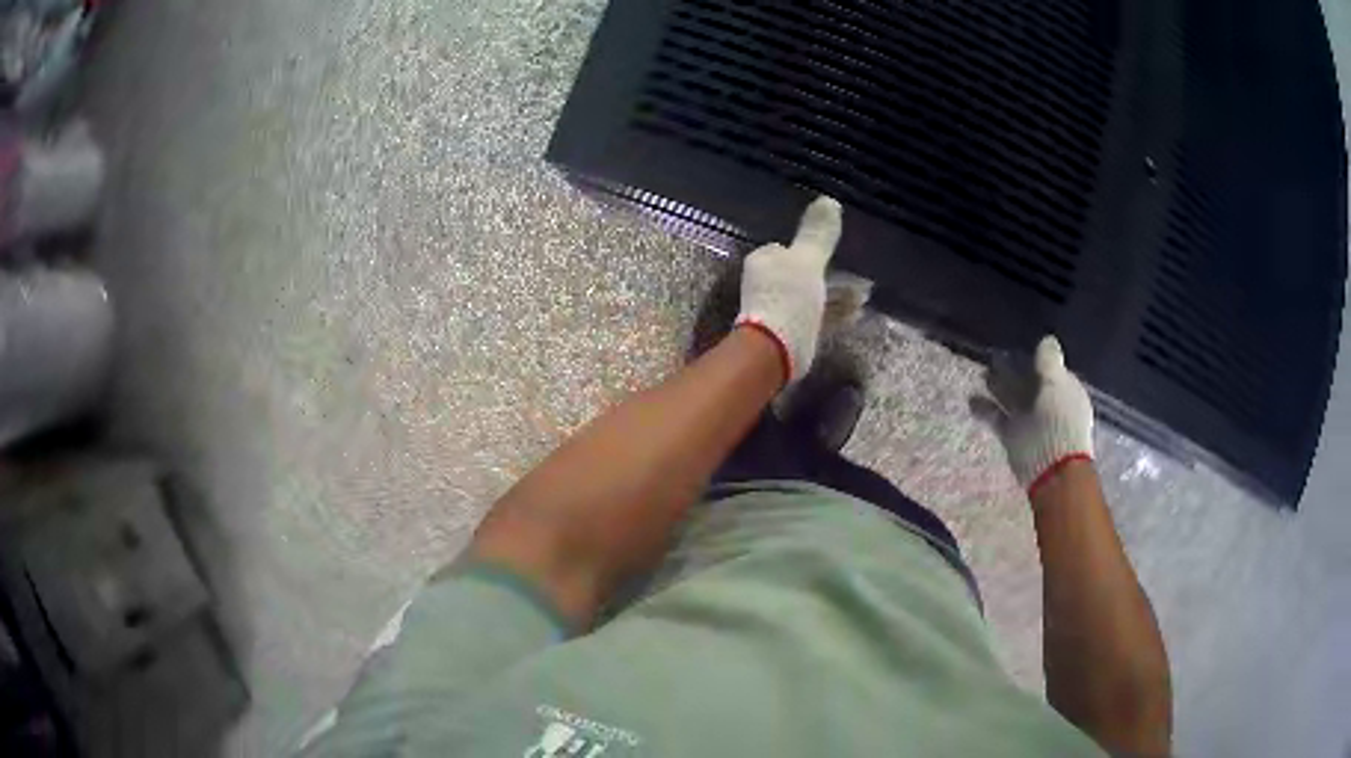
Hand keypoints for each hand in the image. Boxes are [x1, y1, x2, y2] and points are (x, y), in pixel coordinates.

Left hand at [735, 196, 842, 383]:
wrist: (776, 350)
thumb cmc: (789, 297)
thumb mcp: (808, 260)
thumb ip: (819, 233)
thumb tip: (829, 200)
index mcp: (764, 261)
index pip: (785, 248)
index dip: (808, 250)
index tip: (831, 252)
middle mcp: (768, 283)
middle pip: (802, 273)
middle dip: (831, 274)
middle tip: (860, 276)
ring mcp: (779, 309)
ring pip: (813, 295)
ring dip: (838, 294)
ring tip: (866, 295)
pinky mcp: (792, 331)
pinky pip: (817, 316)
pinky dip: (835, 313)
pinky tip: (858, 313)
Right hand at [974, 335, 1093, 495]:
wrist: (1052, 467)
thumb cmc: (1059, 420)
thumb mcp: (1057, 384)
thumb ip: (1049, 361)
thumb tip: (1047, 339)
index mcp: (1064, 390)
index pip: (1051, 370)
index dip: (1037, 359)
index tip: (1020, 345)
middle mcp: (1048, 403)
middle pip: (1029, 382)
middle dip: (1014, 370)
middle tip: (995, 355)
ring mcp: (1030, 420)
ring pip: (1012, 397)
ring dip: (998, 385)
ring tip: (981, 372)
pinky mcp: (1013, 435)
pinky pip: (997, 417)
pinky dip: (985, 409)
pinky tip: (971, 399)